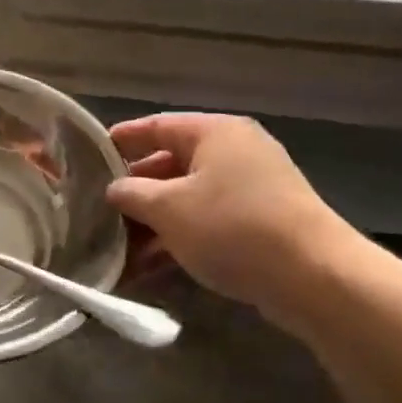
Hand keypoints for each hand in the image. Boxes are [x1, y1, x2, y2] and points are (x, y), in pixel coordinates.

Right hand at [107, 113, 364, 330]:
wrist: (312, 276)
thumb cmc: (231, 227)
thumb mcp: (168, 208)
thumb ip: (132, 194)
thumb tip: (114, 189)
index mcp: (214, 133)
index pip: (157, 126)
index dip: (121, 140)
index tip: (89, 155)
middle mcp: (234, 152)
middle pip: (171, 165)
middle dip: (134, 193)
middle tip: (98, 212)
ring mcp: (250, 189)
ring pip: (187, 199)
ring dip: (152, 224)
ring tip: (118, 250)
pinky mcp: (260, 223)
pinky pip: (207, 223)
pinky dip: (178, 239)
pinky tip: (149, 268)